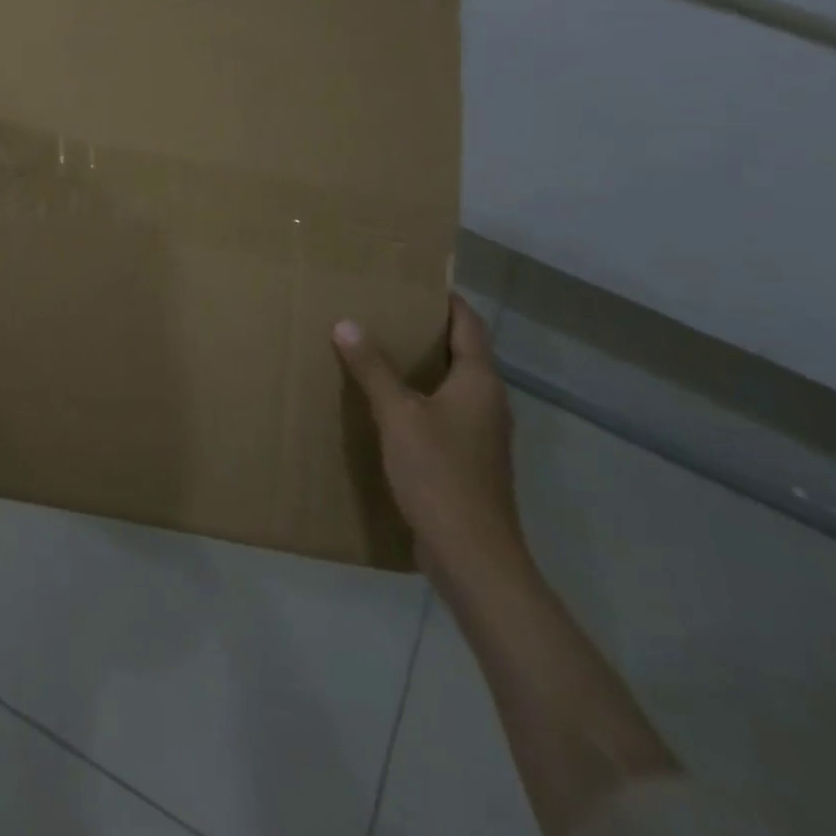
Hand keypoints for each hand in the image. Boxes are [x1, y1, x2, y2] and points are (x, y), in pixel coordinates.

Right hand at [332, 296, 523, 578]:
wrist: (472, 554)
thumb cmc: (439, 473)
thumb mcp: (398, 415)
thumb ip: (372, 369)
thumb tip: (346, 323)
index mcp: (480, 382)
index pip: (468, 325)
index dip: (446, 300)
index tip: (416, 281)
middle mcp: (488, 402)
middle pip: (462, 353)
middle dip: (427, 331)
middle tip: (385, 311)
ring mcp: (482, 435)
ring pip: (453, 386)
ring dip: (423, 367)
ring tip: (380, 351)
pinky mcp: (469, 461)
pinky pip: (444, 414)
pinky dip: (420, 399)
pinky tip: (388, 405)